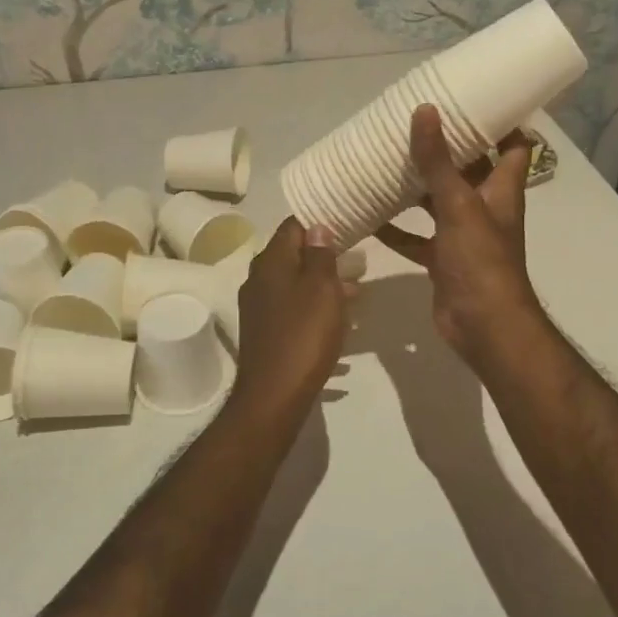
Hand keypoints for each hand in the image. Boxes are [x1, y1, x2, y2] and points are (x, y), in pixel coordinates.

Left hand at [230, 218, 353, 422]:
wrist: (274, 394)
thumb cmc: (303, 335)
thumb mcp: (321, 288)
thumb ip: (320, 255)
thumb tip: (317, 227)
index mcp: (270, 262)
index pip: (293, 225)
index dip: (320, 222)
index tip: (348, 224)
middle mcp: (259, 278)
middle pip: (295, 255)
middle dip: (326, 256)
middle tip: (359, 261)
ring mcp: (259, 306)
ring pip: (295, 283)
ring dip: (324, 284)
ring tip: (357, 293)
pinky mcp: (265, 330)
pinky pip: (293, 307)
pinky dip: (314, 307)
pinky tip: (338, 321)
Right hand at [375, 105, 545, 369]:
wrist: (483, 326)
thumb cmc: (481, 260)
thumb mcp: (458, 204)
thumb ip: (438, 161)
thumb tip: (425, 110)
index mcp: (501, 190)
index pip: (514, 146)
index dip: (502, 122)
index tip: (476, 97)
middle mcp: (484, 208)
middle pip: (469, 170)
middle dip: (447, 149)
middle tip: (416, 123)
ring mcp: (463, 236)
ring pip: (438, 203)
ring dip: (417, 186)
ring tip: (387, 159)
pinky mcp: (442, 259)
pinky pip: (416, 238)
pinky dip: (396, 228)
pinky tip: (369, 214)